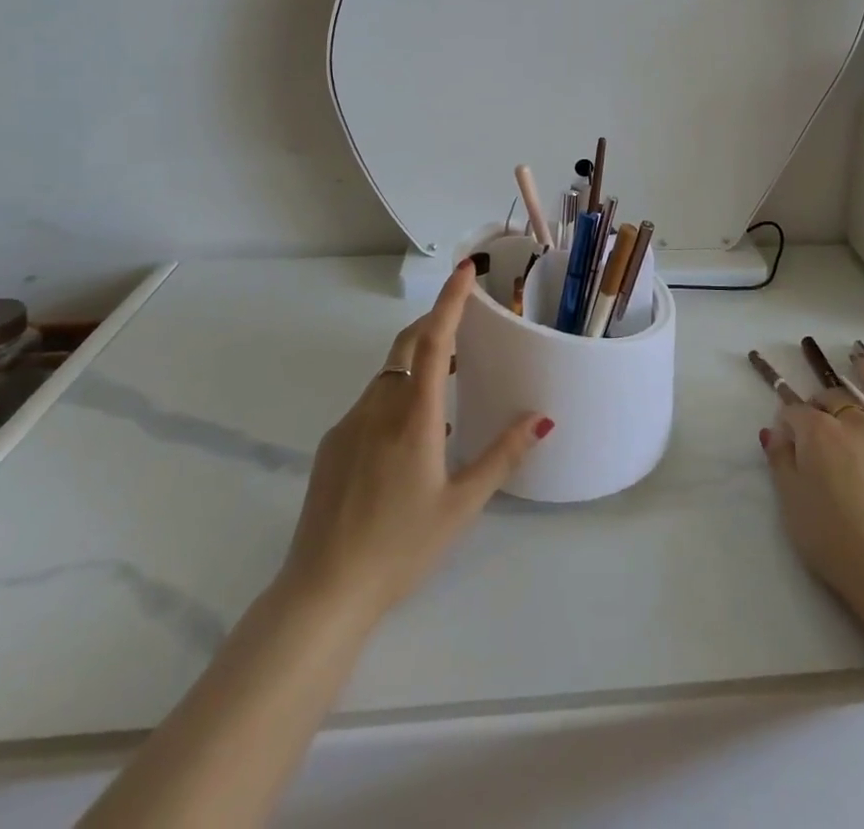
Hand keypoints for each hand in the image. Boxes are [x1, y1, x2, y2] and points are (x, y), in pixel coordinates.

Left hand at [279, 261, 549, 621]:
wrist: (322, 592)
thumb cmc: (401, 548)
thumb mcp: (461, 505)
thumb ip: (502, 456)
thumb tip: (541, 418)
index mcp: (413, 418)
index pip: (432, 342)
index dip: (449, 302)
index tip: (464, 270)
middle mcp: (377, 409)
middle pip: (405, 347)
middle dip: (433, 324)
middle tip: (464, 325)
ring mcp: (349, 425)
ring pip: (387, 376)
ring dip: (416, 366)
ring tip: (446, 384)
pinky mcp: (331, 446)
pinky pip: (370, 404)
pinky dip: (395, 396)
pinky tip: (408, 437)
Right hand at [761, 354, 863, 609]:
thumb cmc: (830, 537)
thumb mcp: (790, 501)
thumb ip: (780, 460)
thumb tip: (775, 431)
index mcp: (818, 433)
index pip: (796, 412)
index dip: (787, 418)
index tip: (784, 432)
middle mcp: (854, 423)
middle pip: (835, 400)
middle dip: (822, 401)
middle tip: (817, 413)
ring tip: (863, 361)